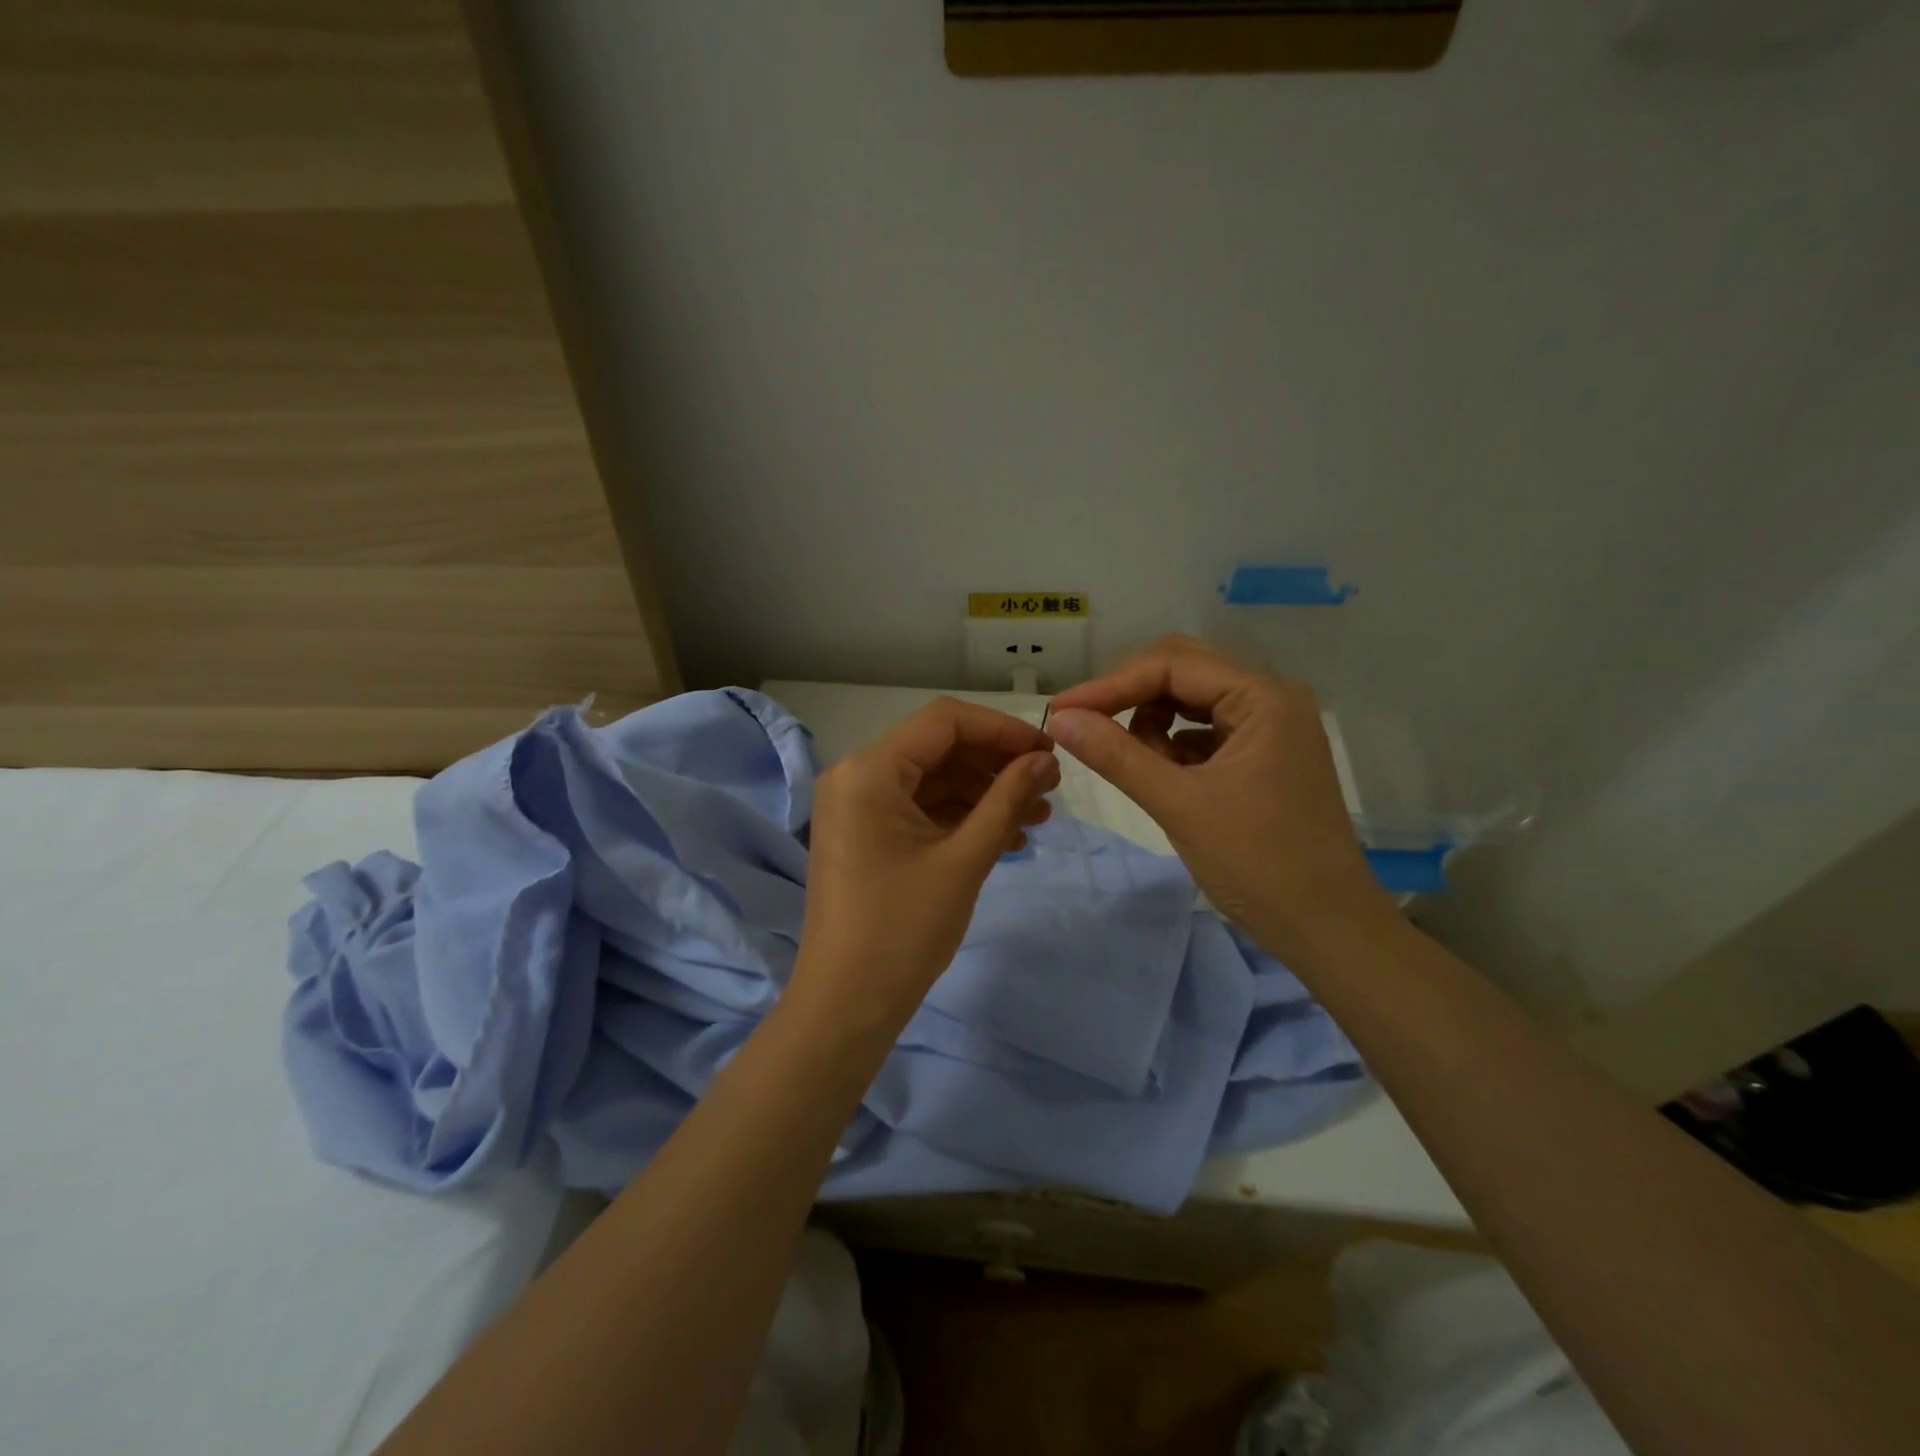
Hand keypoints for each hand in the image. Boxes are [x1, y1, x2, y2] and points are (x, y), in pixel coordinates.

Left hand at [793, 698, 1059, 1032]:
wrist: (847, 1005)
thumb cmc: (903, 930)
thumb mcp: (964, 860)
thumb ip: (1007, 801)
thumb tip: (1044, 760)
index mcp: (869, 771)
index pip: (944, 721)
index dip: (1002, 730)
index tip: (1049, 751)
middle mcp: (856, 776)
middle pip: (939, 750)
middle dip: (996, 766)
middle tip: (1049, 787)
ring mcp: (857, 808)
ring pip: (933, 782)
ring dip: (984, 795)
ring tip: (1038, 818)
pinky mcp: (865, 836)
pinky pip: (919, 811)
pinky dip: (961, 819)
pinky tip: (1006, 839)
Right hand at [1047, 636, 1393, 964]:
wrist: (1326, 930)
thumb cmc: (1259, 863)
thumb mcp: (1179, 804)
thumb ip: (1116, 755)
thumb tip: (1059, 718)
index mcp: (1263, 697)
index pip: (1172, 665)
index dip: (1111, 685)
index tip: (1061, 712)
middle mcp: (1270, 700)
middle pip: (1183, 673)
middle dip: (1129, 697)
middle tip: (1083, 726)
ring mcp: (1269, 730)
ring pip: (1191, 703)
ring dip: (1151, 725)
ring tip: (1133, 766)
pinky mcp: (1262, 759)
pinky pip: (1204, 734)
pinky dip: (1173, 749)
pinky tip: (1160, 779)